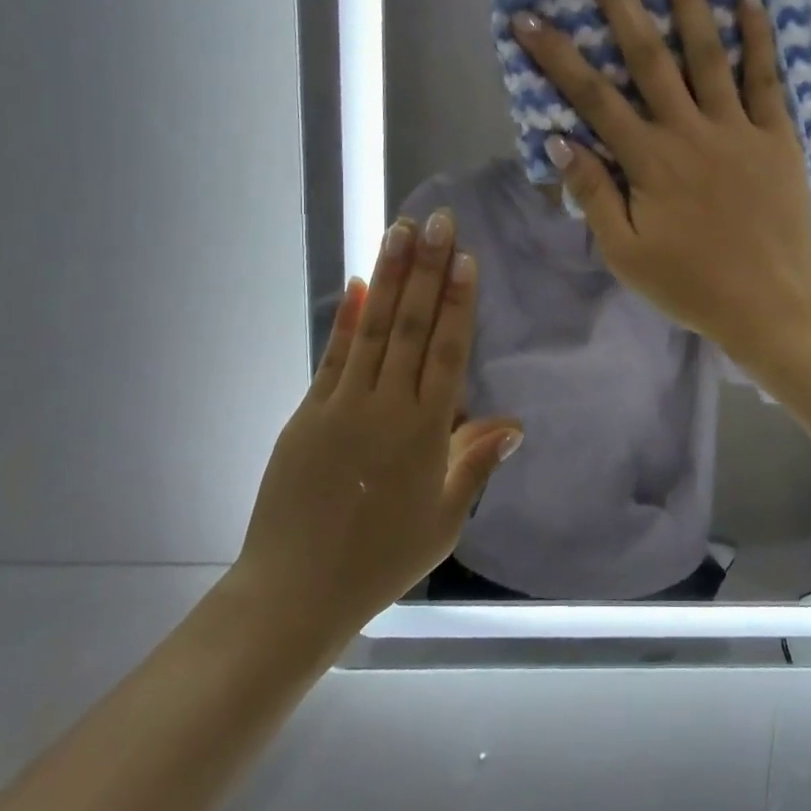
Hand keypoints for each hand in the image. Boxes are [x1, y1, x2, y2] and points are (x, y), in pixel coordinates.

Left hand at [230, 212, 521, 641]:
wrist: (296, 590)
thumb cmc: (382, 558)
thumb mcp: (443, 518)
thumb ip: (475, 463)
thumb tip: (513, 422)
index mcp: (424, 432)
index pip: (447, 352)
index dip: (458, 302)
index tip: (464, 258)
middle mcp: (385, 406)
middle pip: (411, 326)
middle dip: (426, 269)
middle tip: (437, 221)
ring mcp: (342, 404)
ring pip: (373, 328)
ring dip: (389, 276)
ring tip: (400, 231)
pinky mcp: (309, 412)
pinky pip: (334, 355)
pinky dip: (347, 317)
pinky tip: (358, 284)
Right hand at [510, 0, 810, 360]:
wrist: (770, 301)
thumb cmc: (691, 284)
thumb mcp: (626, 253)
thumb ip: (594, 194)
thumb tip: (558, 139)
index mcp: (647, 161)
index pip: (592, 96)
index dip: (556, 54)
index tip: (528, 16)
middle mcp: (688, 129)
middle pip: (646, 53)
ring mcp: (736, 126)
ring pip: (706, 49)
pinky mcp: (776, 133)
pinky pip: (766, 74)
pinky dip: (757, 32)